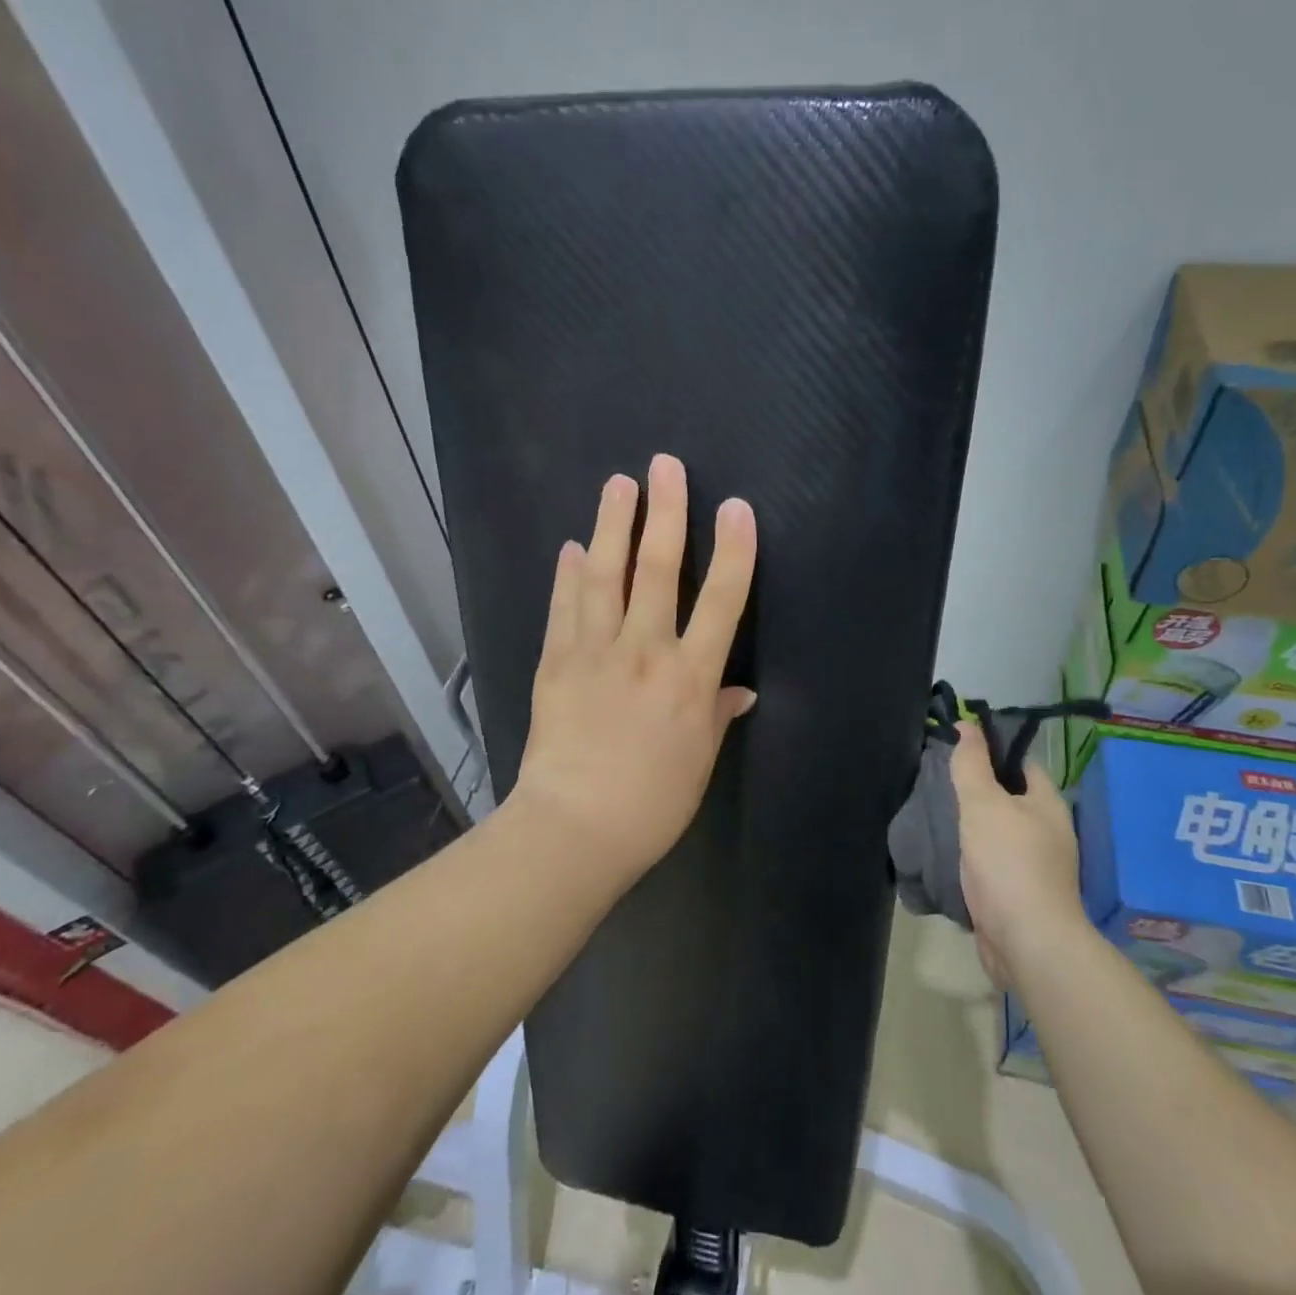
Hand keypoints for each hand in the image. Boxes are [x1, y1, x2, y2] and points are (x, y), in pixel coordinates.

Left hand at [510, 453, 756, 880]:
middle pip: (660, 569)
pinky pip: (564, 608)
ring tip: (618, 483)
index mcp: (690, 678)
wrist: (576, 828)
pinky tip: (570, 546)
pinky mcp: (556, 663)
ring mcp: (596, 652)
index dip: (734, 550)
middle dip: (666, 512)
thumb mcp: (699, 761)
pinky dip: (566, 575)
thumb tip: (739, 691)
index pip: (722, 601)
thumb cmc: (652, 803)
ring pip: (606, 575)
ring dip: (612, 525)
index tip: (736, 507)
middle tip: (665, 466)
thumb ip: (717, 715)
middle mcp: (646, 651)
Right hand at [951, 721, 1082, 984]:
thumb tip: (968, 725)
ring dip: (972, 825)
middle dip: (977, 789)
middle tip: (938, 780)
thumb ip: (972, 765)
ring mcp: (1036, 866)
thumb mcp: (983, 803)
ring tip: (935, 813)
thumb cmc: (1008, 862)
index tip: (957, 747)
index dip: (993, 751)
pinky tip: (947, 853)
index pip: (1022, 763)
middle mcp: (1048, 832)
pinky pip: (992, 863)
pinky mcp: (1019, 894)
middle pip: (1009, 798)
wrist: (1026, 940)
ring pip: (998, 832)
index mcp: (1048, 804)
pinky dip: (972, 856)